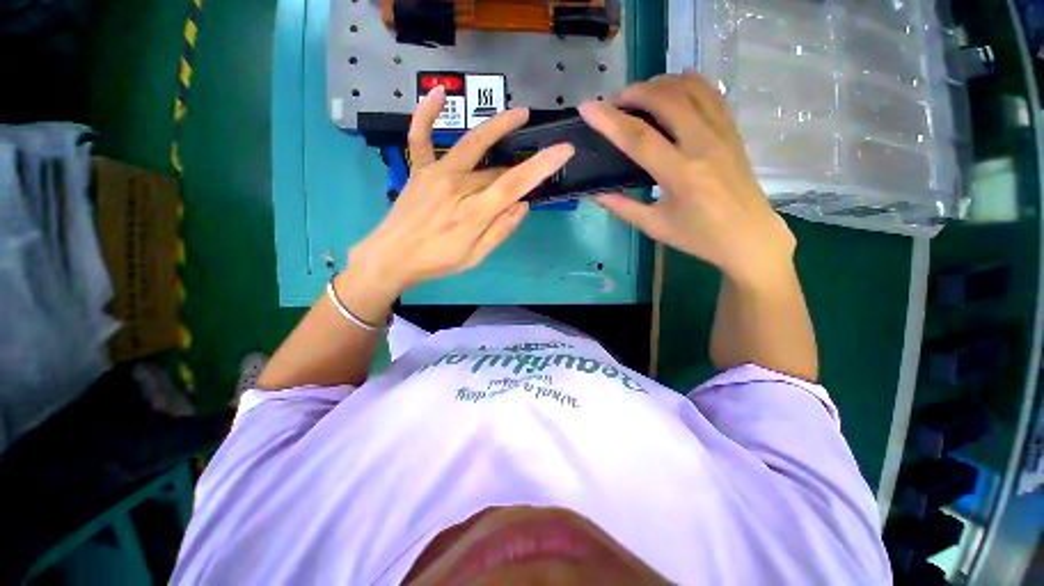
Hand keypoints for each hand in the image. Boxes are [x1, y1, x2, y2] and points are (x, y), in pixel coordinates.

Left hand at [348, 86, 574, 302]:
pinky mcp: (419, 169)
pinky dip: (427, 113)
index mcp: (474, 212)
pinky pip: (420, 136)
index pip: (514, 183)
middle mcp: (457, 185)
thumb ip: (501, 230)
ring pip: (472, 145)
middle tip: (527, 177)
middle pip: (497, 170)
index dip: (541, 165)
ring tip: (519, 114)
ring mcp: (436, 173)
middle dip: (516, 173)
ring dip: (497, 127)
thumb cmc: (437, 261)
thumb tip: (523, 205)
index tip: (564, 150)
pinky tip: (438, 92)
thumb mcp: (475, 256)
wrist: (392, 257)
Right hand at [579, 72, 795, 286]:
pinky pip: (710, 93)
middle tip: (614, 103)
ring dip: (659, 84)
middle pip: (665, 100)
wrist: (749, 236)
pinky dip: (688, 83)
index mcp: (680, 175)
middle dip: (634, 93)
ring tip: (639, 96)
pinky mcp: (732, 130)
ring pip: (690, 88)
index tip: (587, 108)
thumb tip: (596, 194)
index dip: (609, 120)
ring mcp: (721, 133)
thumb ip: (623, 208)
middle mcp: (702, 145)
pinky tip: (672, 88)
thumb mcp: (655, 226)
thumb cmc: (699, 236)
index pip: (639, 138)